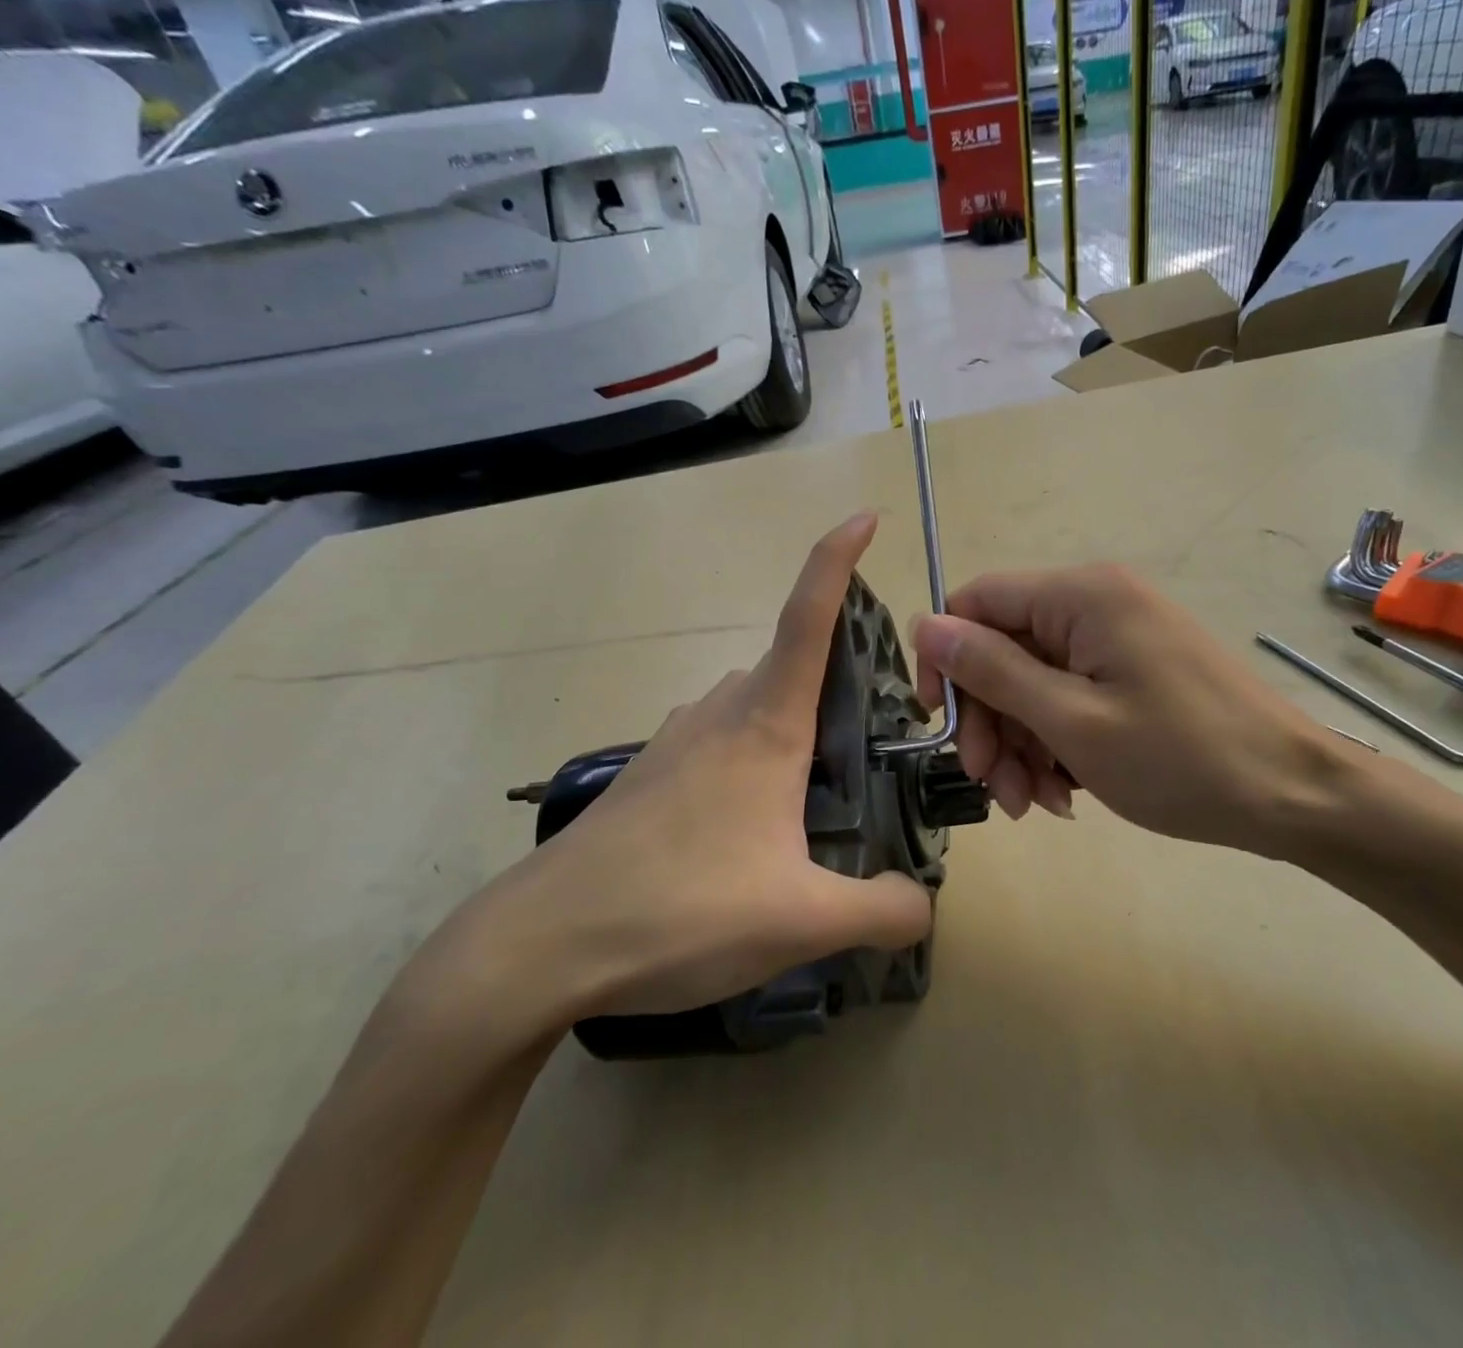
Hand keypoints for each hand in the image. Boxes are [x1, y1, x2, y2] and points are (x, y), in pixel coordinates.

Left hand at [421, 514, 933, 1038]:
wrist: (540, 945)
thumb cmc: (679, 911)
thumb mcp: (801, 921)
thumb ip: (882, 911)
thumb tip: (922, 903)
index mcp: (766, 725)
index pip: (809, 616)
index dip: (837, 559)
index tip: (864, 518)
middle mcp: (721, 713)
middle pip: (790, 665)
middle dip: (839, 678)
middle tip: (878, 737)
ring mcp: (677, 739)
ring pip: (753, 703)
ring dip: (794, 723)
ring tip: (822, 788)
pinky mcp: (650, 773)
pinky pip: (719, 738)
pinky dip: (753, 753)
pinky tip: (753, 821)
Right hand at [911, 564, 1358, 855]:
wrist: (1295, 796)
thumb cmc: (1180, 758)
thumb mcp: (1071, 720)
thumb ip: (992, 670)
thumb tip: (924, 625)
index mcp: (1081, 594)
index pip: (977, 602)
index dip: (946, 659)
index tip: (942, 725)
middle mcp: (1096, 602)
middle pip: (1004, 649)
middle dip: (990, 720)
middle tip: (992, 786)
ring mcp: (1119, 638)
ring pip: (1034, 681)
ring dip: (1020, 742)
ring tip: (1033, 803)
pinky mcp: (1134, 670)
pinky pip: (1070, 696)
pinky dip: (1055, 742)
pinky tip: (1064, 792)